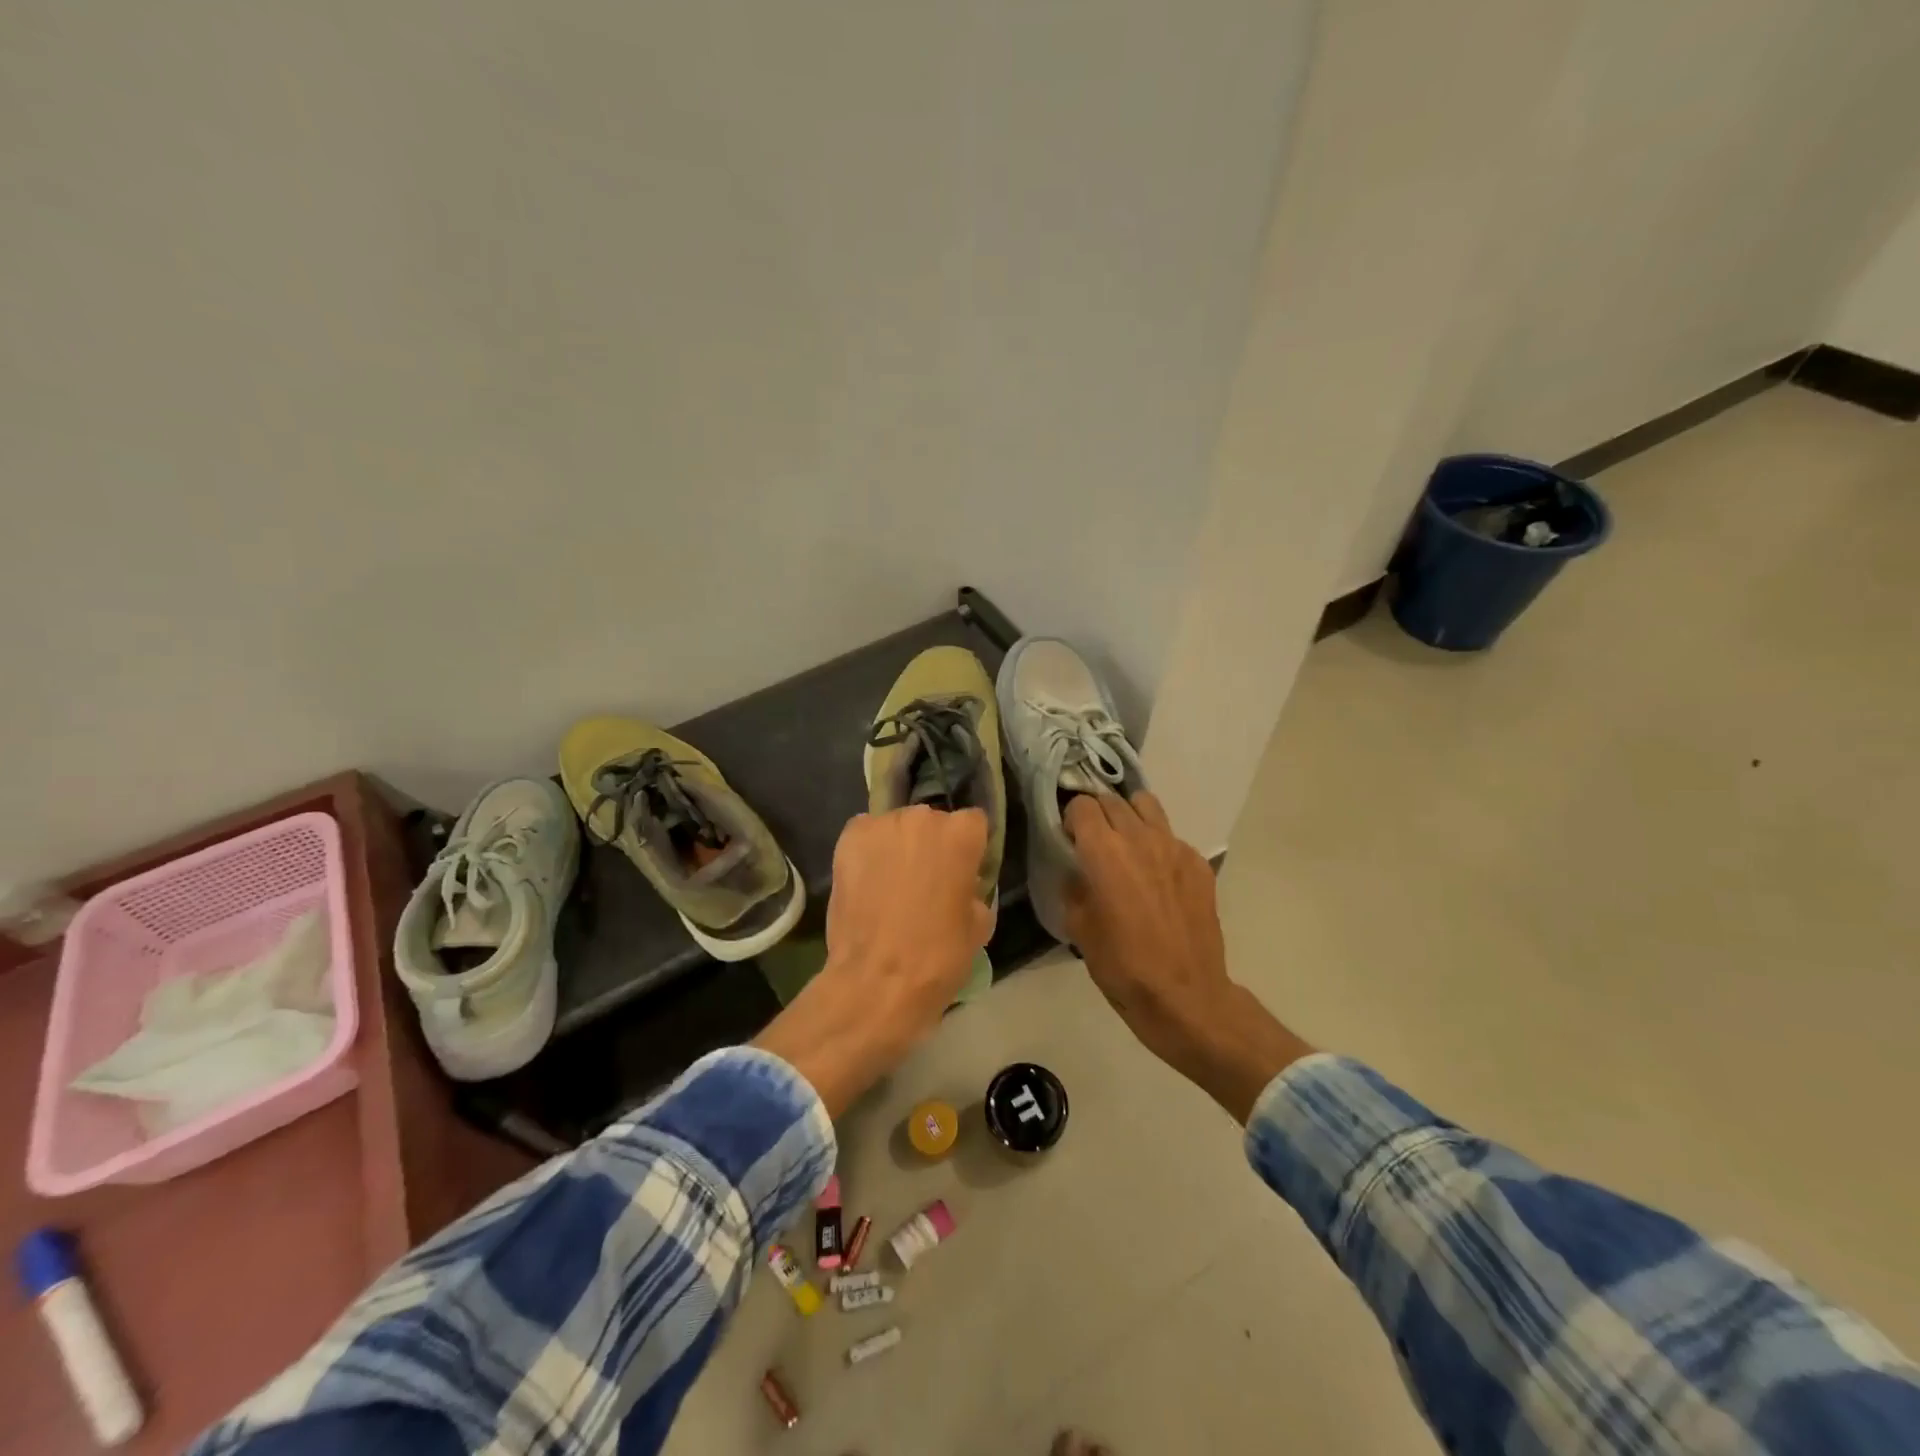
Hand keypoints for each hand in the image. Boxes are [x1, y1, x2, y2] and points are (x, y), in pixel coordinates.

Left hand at [754, 807, 991, 1114]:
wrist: (878, 980)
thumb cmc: (938, 956)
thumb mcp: (979, 925)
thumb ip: (973, 890)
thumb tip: (961, 885)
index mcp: (962, 834)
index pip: (973, 824)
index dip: (969, 849)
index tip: (963, 873)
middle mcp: (923, 818)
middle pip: (932, 822)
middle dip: (931, 845)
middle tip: (926, 882)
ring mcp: (882, 826)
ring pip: (897, 827)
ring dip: (898, 847)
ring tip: (891, 883)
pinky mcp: (848, 840)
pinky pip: (865, 835)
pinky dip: (868, 852)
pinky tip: (867, 881)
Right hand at [1063, 792, 1312, 1121]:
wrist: (1185, 996)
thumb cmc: (1122, 966)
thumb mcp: (1079, 929)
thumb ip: (1075, 888)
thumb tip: (1078, 873)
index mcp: (1105, 851)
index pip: (1082, 805)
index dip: (1070, 818)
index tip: (1068, 839)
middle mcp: (1140, 838)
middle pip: (1113, 799)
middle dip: (1097, 813)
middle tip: (1092, 840)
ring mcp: (1175, 848)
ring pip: (1147, 805)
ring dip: (1129, 815)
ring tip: (1125, 842)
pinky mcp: (1199, 864)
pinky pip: (1172, 836)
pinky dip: (1158, 844)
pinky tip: (1157, 876)